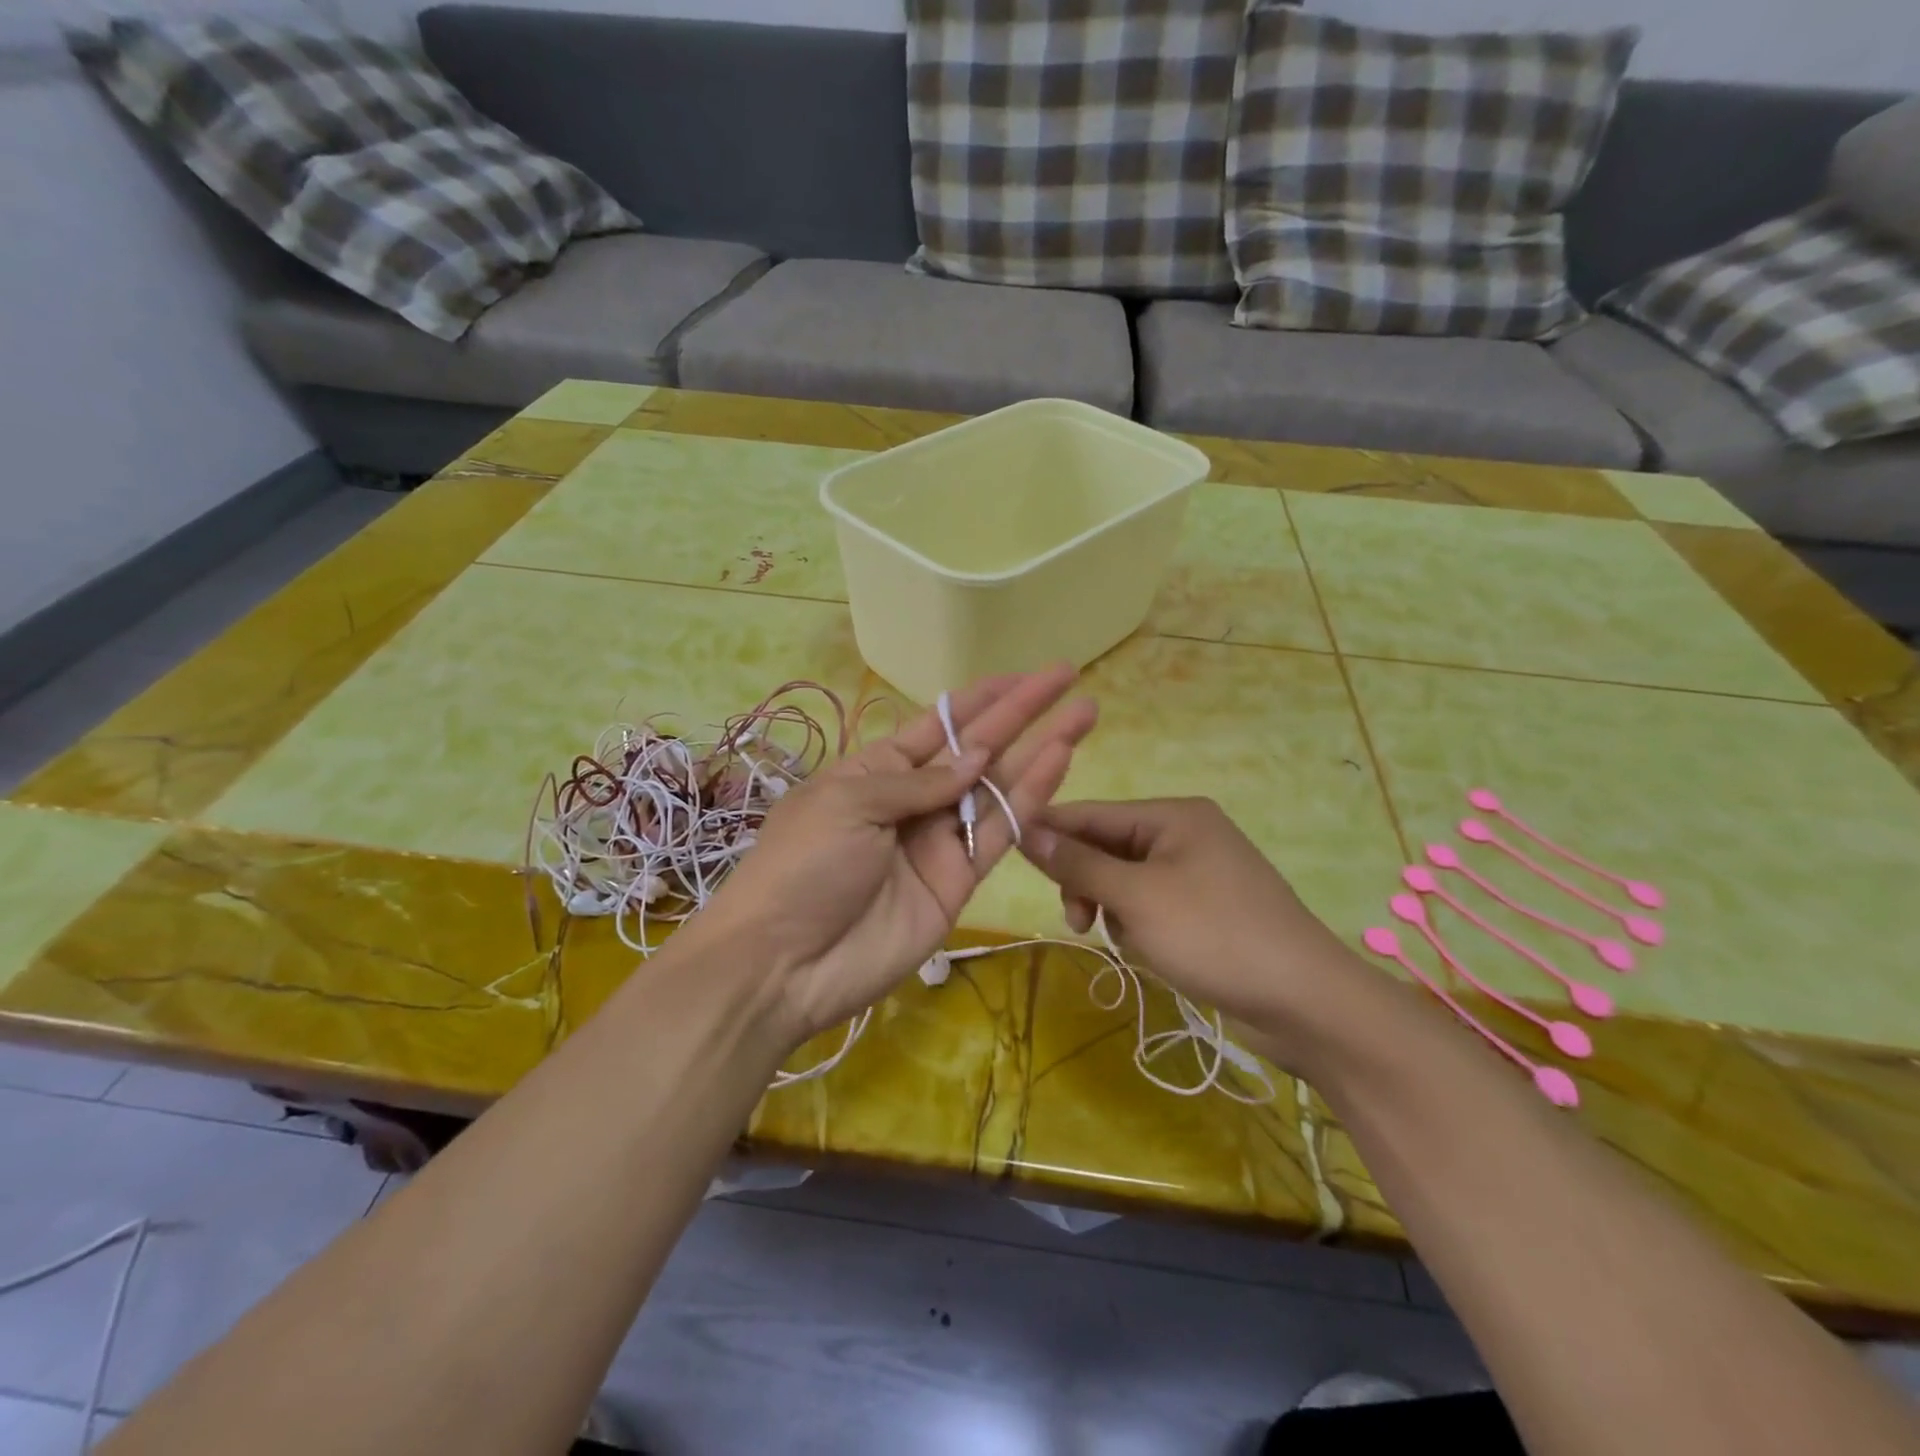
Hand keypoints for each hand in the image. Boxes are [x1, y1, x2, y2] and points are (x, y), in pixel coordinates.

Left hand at [695, 667, 1096, 1046]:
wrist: (786, 964)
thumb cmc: (803, 866)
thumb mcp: (848, 803)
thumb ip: (918, 781)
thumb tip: (976, 757)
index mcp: (874, 772)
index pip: (936, 725)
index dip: (978, 700)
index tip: (1020, 676)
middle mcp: (912, 800)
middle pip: (976, 748)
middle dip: (1021, 713)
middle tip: (1066, 677)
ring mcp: (939, 841)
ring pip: (998, 786)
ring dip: (1040, 750)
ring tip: (1083, 714)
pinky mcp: (960, 880)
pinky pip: (1000, 832)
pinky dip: (1031, 798)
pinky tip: (1059, 761)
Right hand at [1024, 798, 1365, 1066]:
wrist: (1305, 1001)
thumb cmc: (1215, 935)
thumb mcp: (1137, 897)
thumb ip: (1079, 863)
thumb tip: (1028, 830)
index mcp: (1174, 816)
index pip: (1093, 813)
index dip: (1050, 830)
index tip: (1006, 848)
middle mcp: (1185, 834)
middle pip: (1108, 847)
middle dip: (1087, 883)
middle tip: (1076, 920)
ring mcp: (1198, 873)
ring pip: (1126, 881)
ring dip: (1112, 909)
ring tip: (1122, 942)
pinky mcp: (1206, 909)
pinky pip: (1151, 905)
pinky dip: (1139, 925)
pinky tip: (1150, 951)